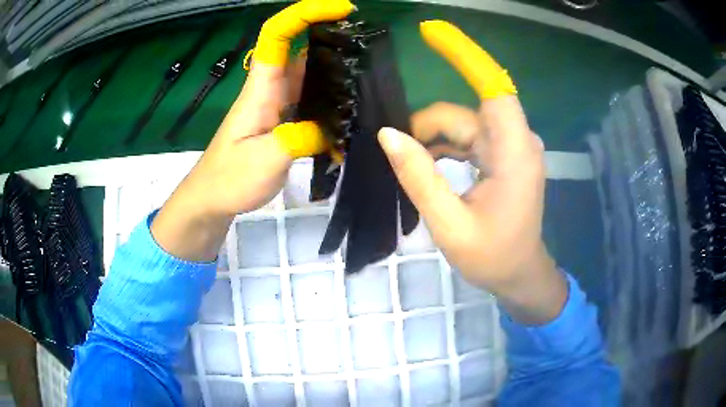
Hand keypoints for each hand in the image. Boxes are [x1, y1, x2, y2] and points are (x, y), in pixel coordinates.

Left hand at [151, 0, 353, 261]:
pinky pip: (312, 96)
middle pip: (298, 45)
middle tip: (367, 39)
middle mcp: (271, 88)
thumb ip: (301, 139)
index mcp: (261, 88)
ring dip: (335, 62)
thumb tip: (334, 128)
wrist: (213, 198)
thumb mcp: (266, 160)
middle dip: (330, 32)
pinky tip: (353, 102)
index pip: (277, 34)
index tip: (342, 9)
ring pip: (309, 70)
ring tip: (369, 67)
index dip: (306, 13)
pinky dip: (332, 93)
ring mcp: (279, 104)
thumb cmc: (229, 178)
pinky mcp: (285, 120)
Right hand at [381, 21, 565, 323]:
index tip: (431, 32)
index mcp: (514, 154)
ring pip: (463, 125)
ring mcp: (511, 148)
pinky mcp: (504, 156)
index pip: (493, 88)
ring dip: (433, 141)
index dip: (465, 56)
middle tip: (397, 158)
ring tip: (411, 170)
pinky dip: (445, 147)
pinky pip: (468, 138)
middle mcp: (517, 142)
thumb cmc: (492, 257)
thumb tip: (388, 135)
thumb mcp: (449, 224)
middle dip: (428, 129)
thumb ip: (419, 177)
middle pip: (465, 113)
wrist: (519, 275)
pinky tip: (427, 167)